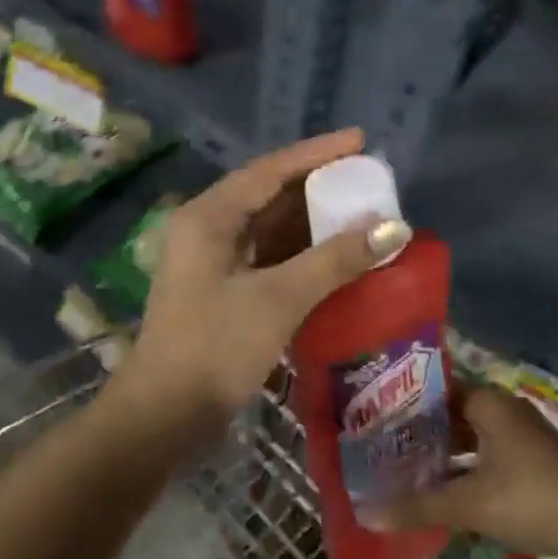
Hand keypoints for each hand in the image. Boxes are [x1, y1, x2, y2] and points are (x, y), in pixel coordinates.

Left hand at [121, 129, 409, 440]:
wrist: (163, 417)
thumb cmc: (215, 347)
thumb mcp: (279, 298)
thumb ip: (336, 259)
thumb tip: (393, 228)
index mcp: (209, 217)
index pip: (270, 170)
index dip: (317, 153)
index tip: (361, 141)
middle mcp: (207, 230)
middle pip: (270, 195)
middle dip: (319, 187)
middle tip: (368, 180)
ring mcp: (213, 264)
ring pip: (271, 229)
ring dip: (313, 223)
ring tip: (362, 213)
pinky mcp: (224, 293)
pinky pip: (270, 259)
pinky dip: (303, 255)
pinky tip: (337, 257)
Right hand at [377, 386, 557, 558]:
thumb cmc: (531, 498)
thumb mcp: (469, 504)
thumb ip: (419, 506)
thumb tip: (368, 514)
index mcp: (488, 402)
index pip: (435, 393)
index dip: (405, 410)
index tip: (376, 427)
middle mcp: (506, 410)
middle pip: (453, 418)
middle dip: (423, 439)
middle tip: (386, 456)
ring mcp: (525, 436)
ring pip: (473, 441)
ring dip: (446, 460)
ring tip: (410, 479)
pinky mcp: (538, 463)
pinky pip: (491, 460)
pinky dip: (469, 474)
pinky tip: (451, 499)